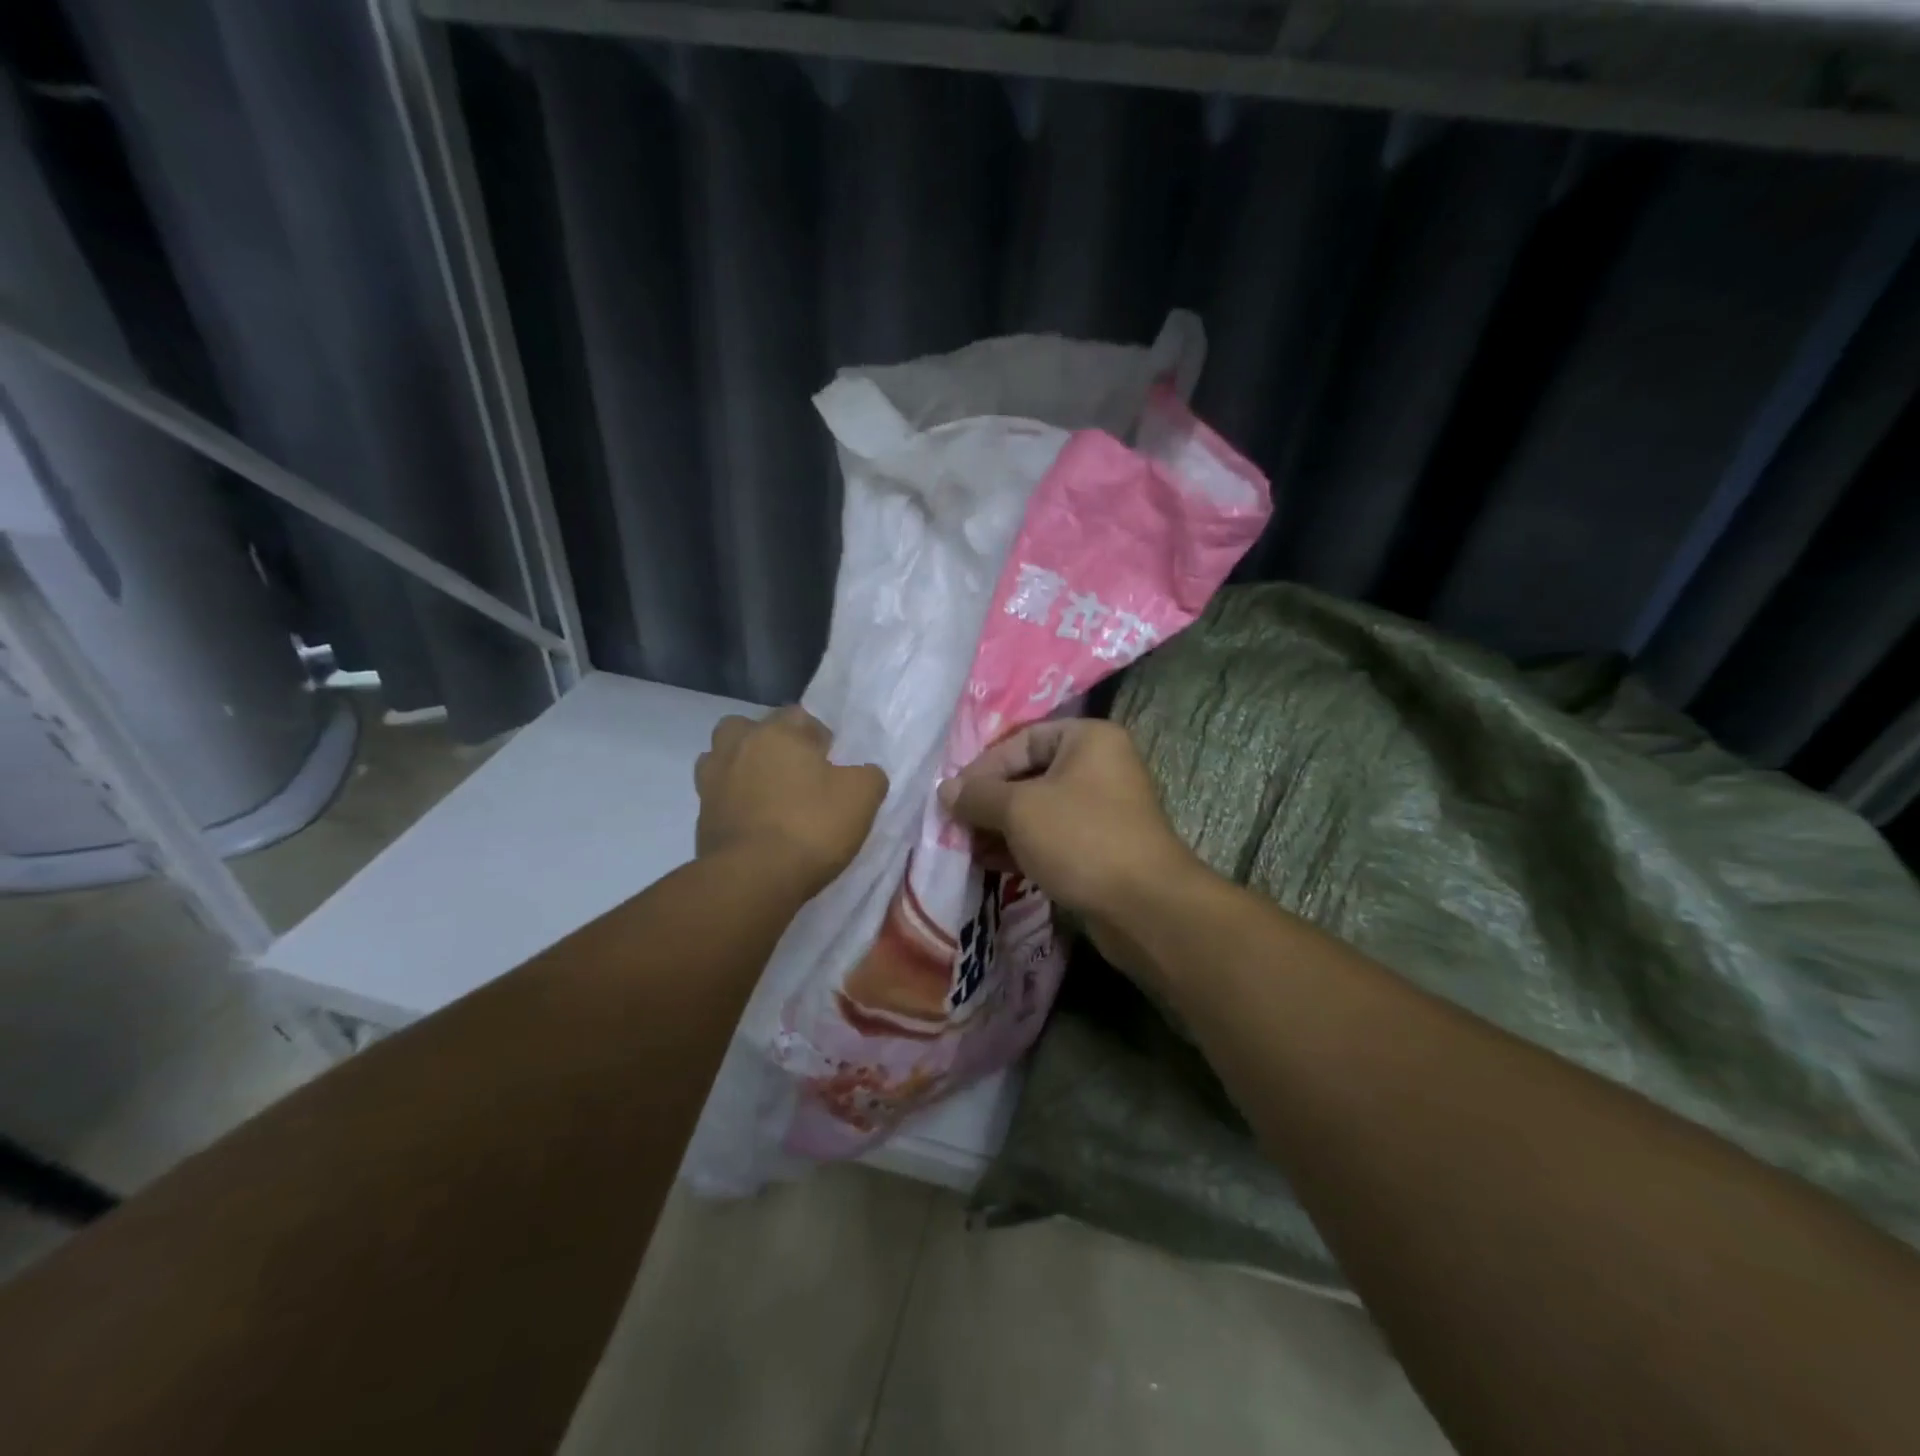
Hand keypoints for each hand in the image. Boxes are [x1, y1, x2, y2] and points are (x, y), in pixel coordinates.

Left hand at [695, 707, 886, 894]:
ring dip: (742, 767)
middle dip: (769, 742)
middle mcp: (739, 746)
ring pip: (723, 757)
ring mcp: (712, 780)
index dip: (818, 737)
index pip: (799, 716)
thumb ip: (869, 775)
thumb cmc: (811, 827)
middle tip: (793, 771)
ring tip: (766, 792)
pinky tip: (753, 820)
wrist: (753, 879)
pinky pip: (717, 795)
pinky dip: (732, 801)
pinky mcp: (701, 815)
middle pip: (749, 728)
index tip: (832, 763)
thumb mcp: (862, 797)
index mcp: (777, 732)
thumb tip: (864, 772)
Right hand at [939, 720, 1203, 977]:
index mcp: (1088, 739)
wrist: (1144, 906)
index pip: (1023, 740)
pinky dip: (1022, 846)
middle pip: (1030, 775)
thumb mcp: (1020, 810)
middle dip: (990, 801)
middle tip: (956, 824)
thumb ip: (979, 795)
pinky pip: (1052, 837)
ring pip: (1039, 810)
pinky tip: (990, 863)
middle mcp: (1100, 766)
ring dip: (1001, 827)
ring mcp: (1103, 809)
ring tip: (967, 848)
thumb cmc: (1081, 839)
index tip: (953, 796)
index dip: (984, 766)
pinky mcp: (1101, 847)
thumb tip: (945, 790)